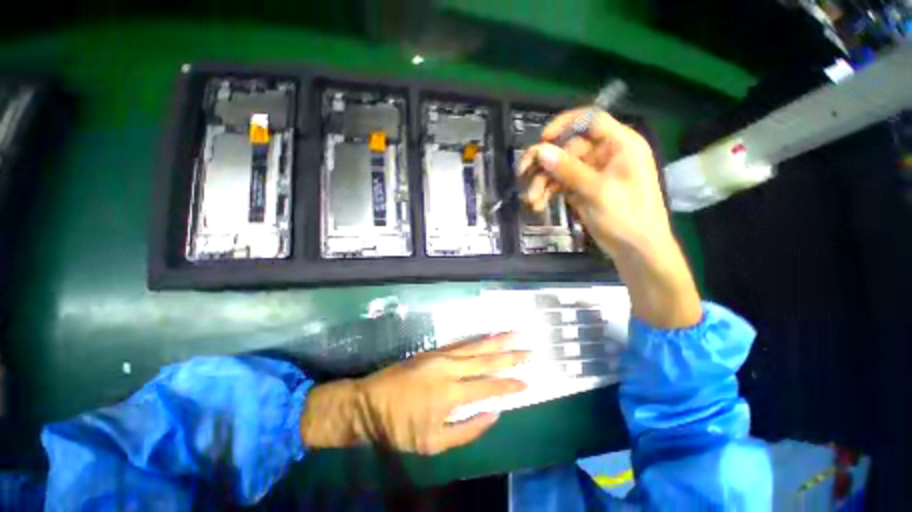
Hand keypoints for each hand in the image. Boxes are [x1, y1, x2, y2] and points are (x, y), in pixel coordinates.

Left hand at [300, 334, 527, 454]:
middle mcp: (449, 369)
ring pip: (475, 346)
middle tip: (529, 351)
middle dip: (509, 357)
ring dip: (496, 341)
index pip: (488, 387)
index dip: (508, 385)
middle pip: (485, 361)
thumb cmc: (399, 427)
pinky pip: (460, 343)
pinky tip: (487, 335)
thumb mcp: (433, 443)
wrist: (368, 402)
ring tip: (514, 334)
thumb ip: (467, 430)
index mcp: (450, 394)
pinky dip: (477, 339)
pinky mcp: (433, 350)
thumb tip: (493, 414)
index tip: (527, 382)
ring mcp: (441, 356)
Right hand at [520, 109, 701, 328]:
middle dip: (544, 163)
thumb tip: (541, 150)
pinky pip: (560, 184)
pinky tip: (538, 204)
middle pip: (567, 148)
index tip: (543, 139)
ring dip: (542, 182)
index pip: (590, 120)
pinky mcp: (582, 190)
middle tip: (522, 173)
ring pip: (559, 168)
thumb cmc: (626, 216)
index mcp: (619, 144)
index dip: (564, 124)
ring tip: (530, 199)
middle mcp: (604, 154)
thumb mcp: (596, 191)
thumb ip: (568, 169)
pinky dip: (548, 193)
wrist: (635, 249)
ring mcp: (591, 173)